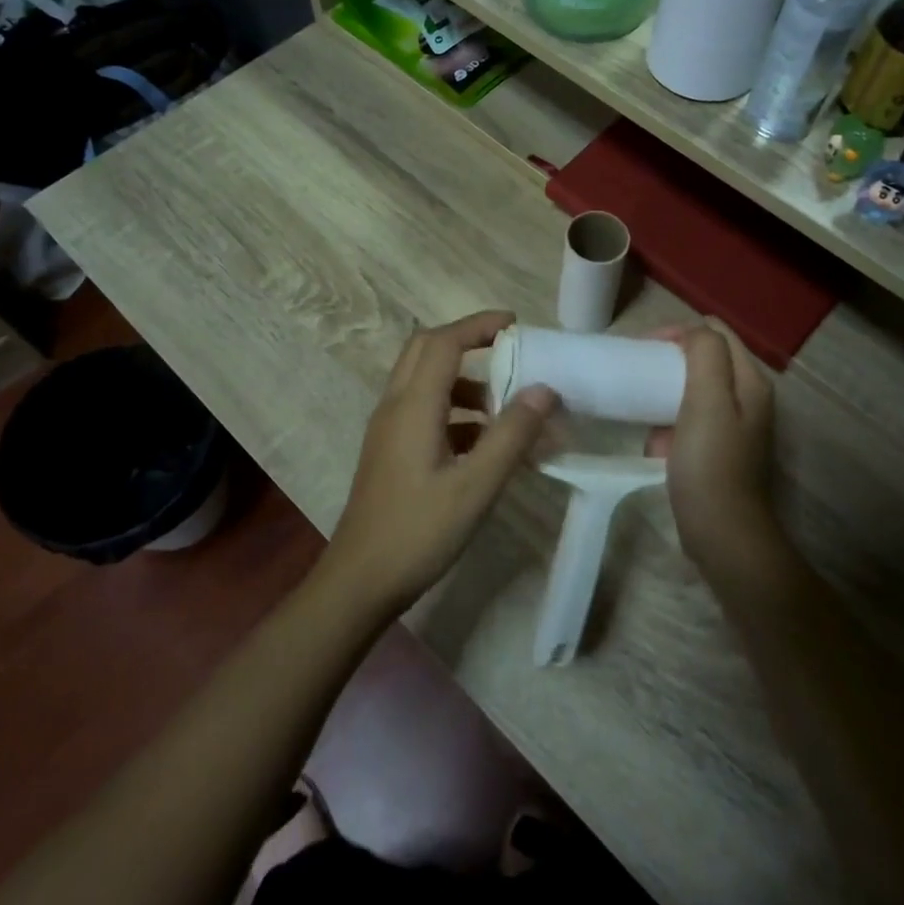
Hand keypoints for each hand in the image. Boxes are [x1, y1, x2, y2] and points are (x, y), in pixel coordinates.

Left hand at [320, 312, 557, 620]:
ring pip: (424, 381)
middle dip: (468, 341)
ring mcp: (388, 429)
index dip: (478, 325)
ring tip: (505, 406)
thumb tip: (544, 390)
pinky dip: (454, 410)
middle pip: (426, 349)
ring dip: (464, 380)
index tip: (515, 323)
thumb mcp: (475, 486)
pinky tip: (483, 443)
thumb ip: (511, 435)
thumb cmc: (418, 532)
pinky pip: (422, 410)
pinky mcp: (389, 450)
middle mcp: (395, 406)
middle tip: (509, 351)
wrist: (359, 581)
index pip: (444, 342)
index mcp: (413, 406)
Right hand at [646, 322, 781, 583]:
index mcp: (750, 380)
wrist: (721, 534)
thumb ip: (705, 355)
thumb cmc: (711, 463)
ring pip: (693, 390)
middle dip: (669, 361)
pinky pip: (688, 421)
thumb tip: (692, 332)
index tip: (644, 349)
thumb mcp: (707, 400)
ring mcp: (734, 426)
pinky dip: (668, 424)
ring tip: (642, 405)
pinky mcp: (718, 450)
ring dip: (666, 394)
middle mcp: (748, 397)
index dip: (679, 332)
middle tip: (638, 372)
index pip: (715, 332)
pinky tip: (655, 442)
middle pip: (706, 359)